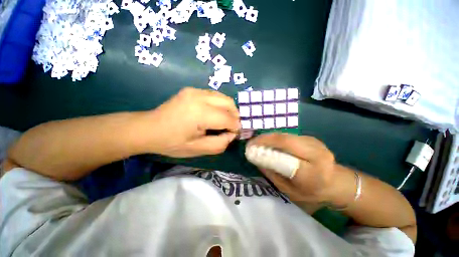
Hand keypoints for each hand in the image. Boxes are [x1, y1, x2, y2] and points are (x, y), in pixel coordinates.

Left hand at [144, 87, 240, 156]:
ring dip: (228, 110)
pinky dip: (220, 105)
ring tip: (223, 121)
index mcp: (200, 113)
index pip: (228, 118)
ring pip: (223, 97)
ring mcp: (195, 90)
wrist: (148, 129)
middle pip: (229, 103)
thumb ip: (220, 144)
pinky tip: (213, 114)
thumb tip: (231, 134)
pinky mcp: (192, 90)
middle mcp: (199, 96)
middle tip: (230, 127)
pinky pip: (214, 96)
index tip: (233, 134)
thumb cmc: (172, 142)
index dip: (235, 127)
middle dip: (235, 116)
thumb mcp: (198, 149)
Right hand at [247, 133, 335, 202]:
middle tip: (250, 143)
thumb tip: (255, 157)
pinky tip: (268, 142)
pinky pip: (287, 135)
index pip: (286, 156)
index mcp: (314, 171)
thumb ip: (272, 173)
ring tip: (256, 143)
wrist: (336, 182)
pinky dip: (275, 138)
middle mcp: (316, 152)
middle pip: (284, 139)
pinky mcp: (309, 137)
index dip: (266, 148)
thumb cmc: (311, 192)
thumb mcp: (289, 190)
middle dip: (264, 139)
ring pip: (285, 135)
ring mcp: (314, 141)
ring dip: (268, 137)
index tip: (250, 148)